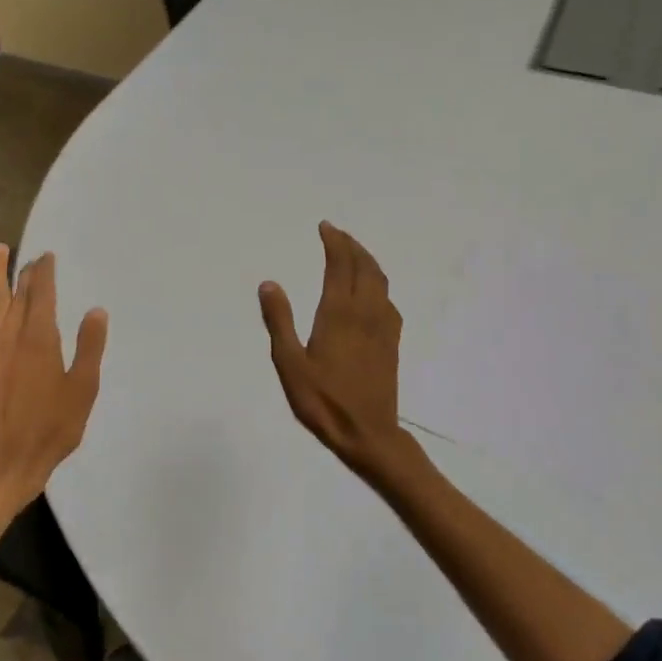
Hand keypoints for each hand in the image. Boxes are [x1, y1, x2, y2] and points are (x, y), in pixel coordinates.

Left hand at [0, 243, 107, 516]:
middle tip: (22, 251)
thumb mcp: (82, 389)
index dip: (44, 273)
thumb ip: (89, 348)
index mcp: (38, 339)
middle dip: (20, 271)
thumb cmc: (50, 428)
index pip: (40, 294)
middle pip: (14, 294)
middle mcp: (10, 337)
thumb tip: (96, 311)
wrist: (2, 462)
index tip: (47, 256)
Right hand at [259, 222, 408, 477]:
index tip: (325, 227)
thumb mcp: (290, 363)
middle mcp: (366, 312)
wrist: (368, 433)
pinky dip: (378, 284)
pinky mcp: (392, 342)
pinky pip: (388, 300)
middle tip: (337, 234)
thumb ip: (279, 321)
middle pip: (365, 267)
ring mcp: (383, 327)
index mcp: (339, 312)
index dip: (334, 242)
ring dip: (367, 261)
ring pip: (381, 281)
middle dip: (352, 246)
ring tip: (354, 254)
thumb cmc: (323, 400)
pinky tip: (372, 293)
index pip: (340, 265)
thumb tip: (269, 283)